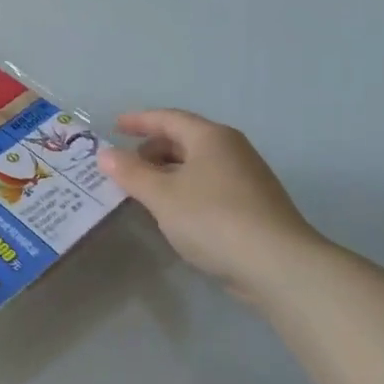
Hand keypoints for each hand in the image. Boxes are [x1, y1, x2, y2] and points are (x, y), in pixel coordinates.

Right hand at [97, 110, 324, 303]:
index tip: (114, 126)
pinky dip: (186, 189)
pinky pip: (210, 185)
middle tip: (126, 166)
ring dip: (168, 172)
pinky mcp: (254, 205)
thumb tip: (105, 154)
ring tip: (144, 190)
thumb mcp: (161, 196)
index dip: (138, 121)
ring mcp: (247, 177)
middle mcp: (232, 149)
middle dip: (152, 149)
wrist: (278, 265)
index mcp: (210, 137)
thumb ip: (130, 173)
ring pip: (198, 164)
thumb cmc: (213, 219)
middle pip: (184, 139)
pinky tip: (175, 212)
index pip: (168, 118)